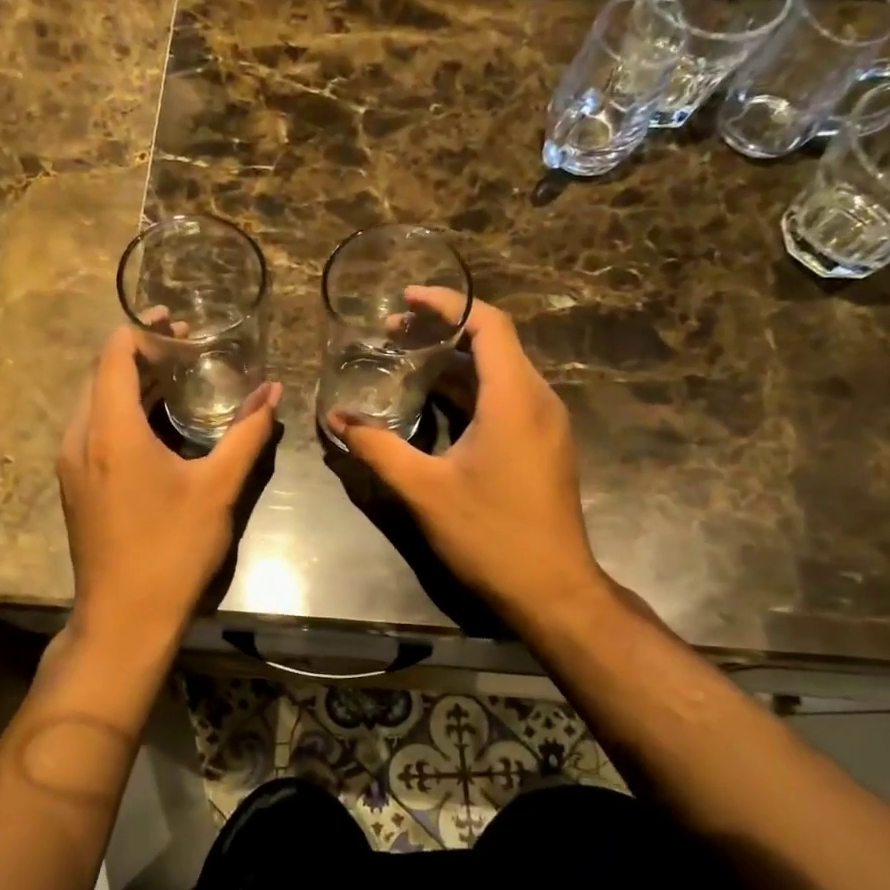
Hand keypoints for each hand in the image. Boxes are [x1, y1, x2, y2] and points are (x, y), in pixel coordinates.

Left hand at [58, 326, 280, 645]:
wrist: (125, 619)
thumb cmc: (172, 549)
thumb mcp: (218, 488)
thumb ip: (247, 434)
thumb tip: (273, 392)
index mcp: (110, 431)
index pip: (114, 354)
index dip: (144, 330)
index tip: (180, 322)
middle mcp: (80, 438)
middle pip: (101, 374)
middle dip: (141, 353)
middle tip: (187, 345)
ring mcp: (72, 464)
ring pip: (95, 402)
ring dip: (131, 383)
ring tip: (177, 376)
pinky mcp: (75, 485)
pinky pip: (94, 429)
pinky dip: (122, 411)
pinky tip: (158, 422)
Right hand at [327, 290, 608, 632]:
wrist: (553, 591)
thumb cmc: (491, 535)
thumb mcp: (424, 490)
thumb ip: (378, 448)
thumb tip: (336, 420)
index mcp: (515, 398)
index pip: (488, 324)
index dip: (448, 303)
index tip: (406, 298)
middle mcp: (537, 400)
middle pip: (493, 343)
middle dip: (442, 331)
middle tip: (391, 334)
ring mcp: (544, 424)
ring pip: (499, 372)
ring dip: (453, 362)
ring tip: (403, 361)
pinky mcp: (542, 445)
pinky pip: (505, 398)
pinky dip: (468, 389)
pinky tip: (432, 403)